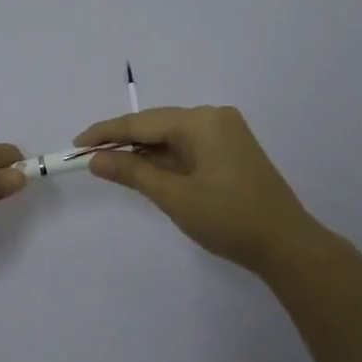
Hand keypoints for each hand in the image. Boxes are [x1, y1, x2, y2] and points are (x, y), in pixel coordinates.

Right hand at [75, 106, 319, 275]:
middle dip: (123, 141)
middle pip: (157, 125)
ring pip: (173, 136)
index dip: (106, 133)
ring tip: (111, 166)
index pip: (141, 122)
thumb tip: (96, 158)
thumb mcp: (173, 196)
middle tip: (89, 157)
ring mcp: (227, 132)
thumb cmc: (227, 218)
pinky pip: (189, 146)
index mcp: (201, 121)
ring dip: (144, 151)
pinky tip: (146, 170)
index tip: (75, 144)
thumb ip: (132, 171)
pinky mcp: (232, 150)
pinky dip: (166, 158)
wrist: (285, 244)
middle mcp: (214, 117)